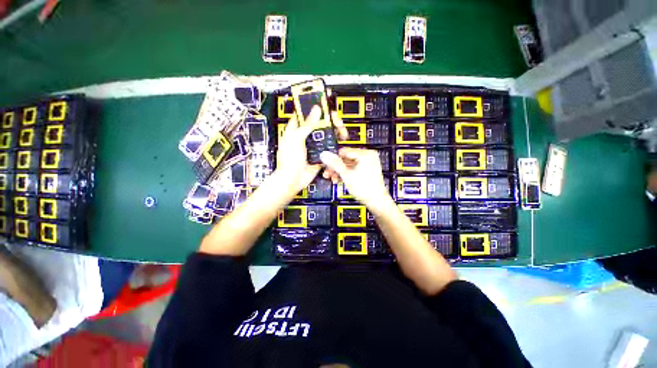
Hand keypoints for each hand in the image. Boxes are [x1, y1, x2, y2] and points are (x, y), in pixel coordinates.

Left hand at [274, 106, 348, 196]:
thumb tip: (316, 110)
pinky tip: (339, 142)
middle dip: (329, 120)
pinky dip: (334, 144)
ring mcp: (313, 145)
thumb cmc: (289, 160)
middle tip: (337, 121)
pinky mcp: (319, 153)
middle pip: (319, 123)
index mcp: (296, 129)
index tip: (325, 102)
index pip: (305, 113)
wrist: (294, 179)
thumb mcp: (296, 139)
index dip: (314, 107)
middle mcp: (305, 136)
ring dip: (334, 132)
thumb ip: (307, 124)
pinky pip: (328, 146)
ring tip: (341, 131)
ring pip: (325, 134)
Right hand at [320, 147, 390, 206]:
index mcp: (365, 154)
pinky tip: (340, 179)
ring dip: (340, 171)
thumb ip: (335, 164)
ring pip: (349, 164)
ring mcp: (368, 163)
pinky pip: (354, 168)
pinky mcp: (367, 170)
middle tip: (329, 173)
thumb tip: (325, 154)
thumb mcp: (346, 175)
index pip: (344, 151)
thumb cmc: (366, 189)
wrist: (376, 201)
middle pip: (346, 158)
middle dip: (336, 167)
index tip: (327, 165)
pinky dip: (347, 173)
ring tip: (334, 178)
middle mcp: (368, 156)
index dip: (333, 159)